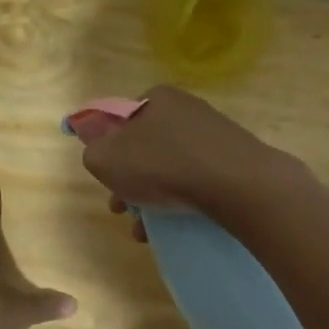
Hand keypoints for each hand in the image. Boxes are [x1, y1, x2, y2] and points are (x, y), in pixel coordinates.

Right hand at [79, 86, 302, 219]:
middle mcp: (185, 108)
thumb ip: (93, 152)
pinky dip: (181, 200)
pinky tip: (174, 226)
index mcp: (155, 97)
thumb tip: (100, 152)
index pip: (120, 120)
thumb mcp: (105, 159)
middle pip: (145, 148)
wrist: (235, 183)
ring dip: (152, 198)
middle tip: (123, 210)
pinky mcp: (233, 158)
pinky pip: (196, 179)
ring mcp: (213, 133)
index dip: (108, 151)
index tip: (107, 180)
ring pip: (170, 168)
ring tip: (145, 231)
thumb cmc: (162, 165)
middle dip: (130, 182)